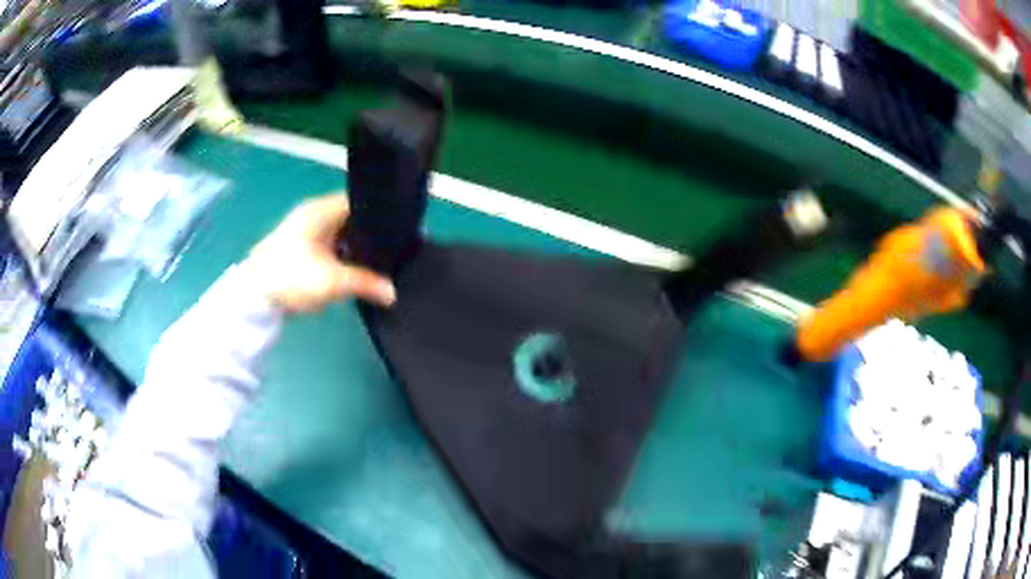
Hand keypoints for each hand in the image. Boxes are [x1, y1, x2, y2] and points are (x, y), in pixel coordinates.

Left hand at [244, 194, 395, 312]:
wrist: (253, 297)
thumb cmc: (292, 277)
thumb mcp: (333, 282)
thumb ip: (366, 283)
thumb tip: (393, 293)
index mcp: (320, 210)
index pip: (357, 200)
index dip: (380, 211)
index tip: (400, 227)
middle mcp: (313, 215)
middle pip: (349, 217)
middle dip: (370, 232)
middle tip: (395, 246)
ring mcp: (304, 232)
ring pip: (339, 234)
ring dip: (354, 246)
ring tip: (381, 259)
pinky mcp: (298, 249)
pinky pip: (328, 246)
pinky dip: (341, 255)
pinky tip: (355, 269)